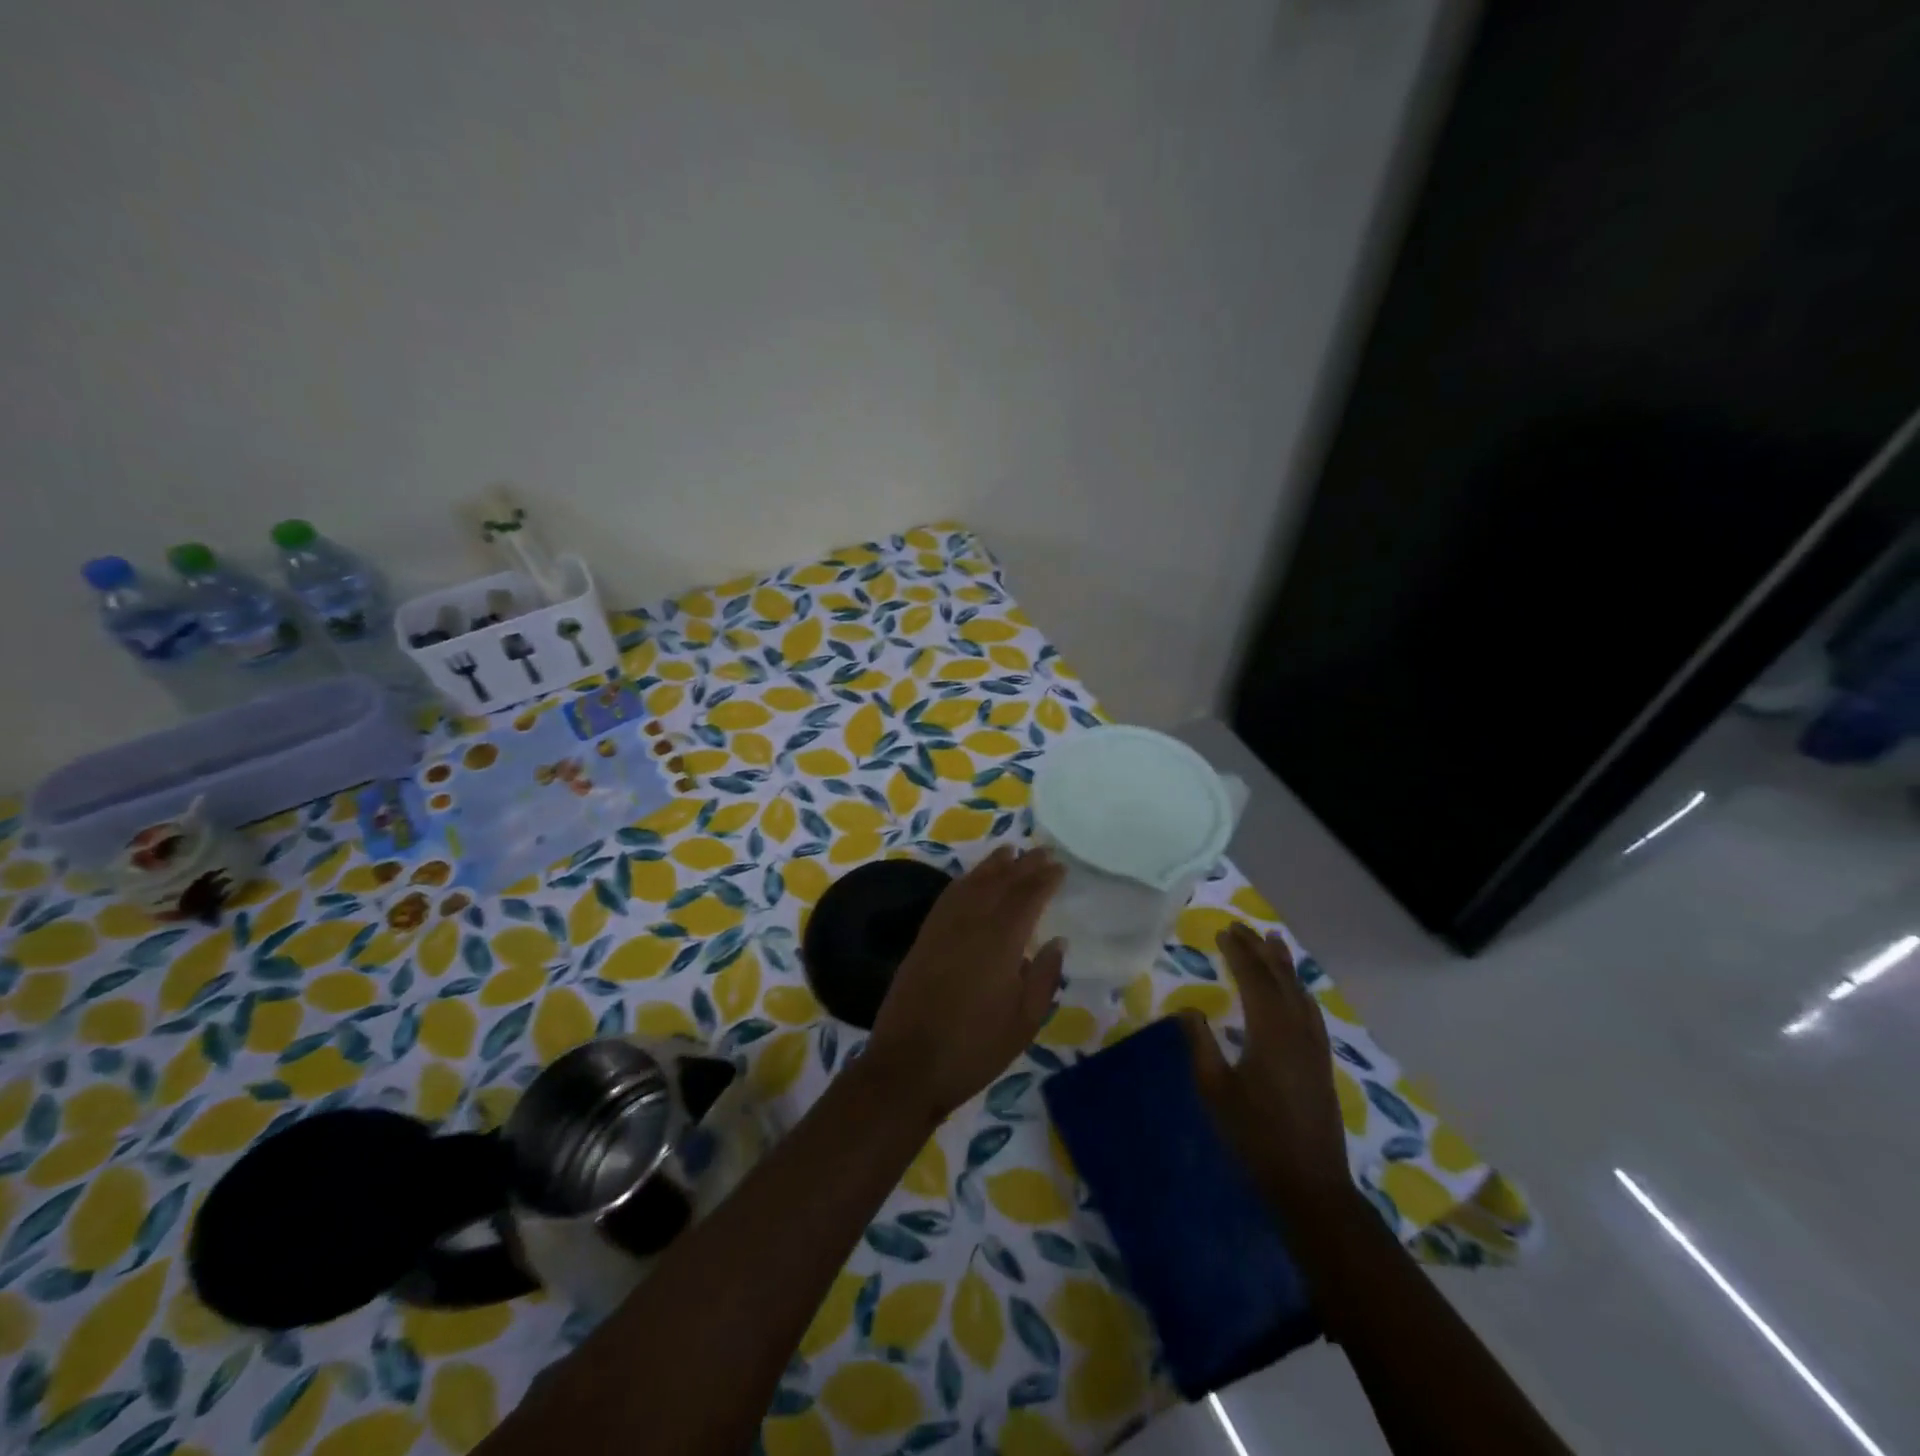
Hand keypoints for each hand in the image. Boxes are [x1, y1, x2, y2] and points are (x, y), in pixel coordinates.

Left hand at [862, 846, 1066, 1122]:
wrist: (908, 1064)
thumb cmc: (975, 1048)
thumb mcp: (1024, 1021)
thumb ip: (1044, 976)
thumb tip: (1057, 941)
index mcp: (1001, 941)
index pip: (1027, 897)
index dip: (1045, 879)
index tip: (1060, 867)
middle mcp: (971, 923)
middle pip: (1000, 883)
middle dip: (1023, 865)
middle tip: (1042, 852)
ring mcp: (943, 927)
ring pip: (971, 883)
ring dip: (992, 865)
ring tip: (1010, 851)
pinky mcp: (924, 937)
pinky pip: (948, 896)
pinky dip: (965, 881)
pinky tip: (971, 879)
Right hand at [1181, 922, 1352, 1220]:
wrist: (1310, 1184)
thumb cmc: (1255, 1136)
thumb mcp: (1215, 1090)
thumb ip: (1201, 1045)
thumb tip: (1188, 1010)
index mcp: (1270, 1032)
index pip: (1254, 979)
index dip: (1238, 953)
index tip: (1223, 931)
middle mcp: (1297, 1030)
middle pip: (1280, 979)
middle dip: (1260, 950)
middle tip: (1241, 927)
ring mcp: (1314, 1046)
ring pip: (1299, 992)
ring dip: (1284, 965)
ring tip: (1273, 942)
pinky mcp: (1321, 1062)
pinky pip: (1310, 1011)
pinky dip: (1298, 990)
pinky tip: (1295, 991)